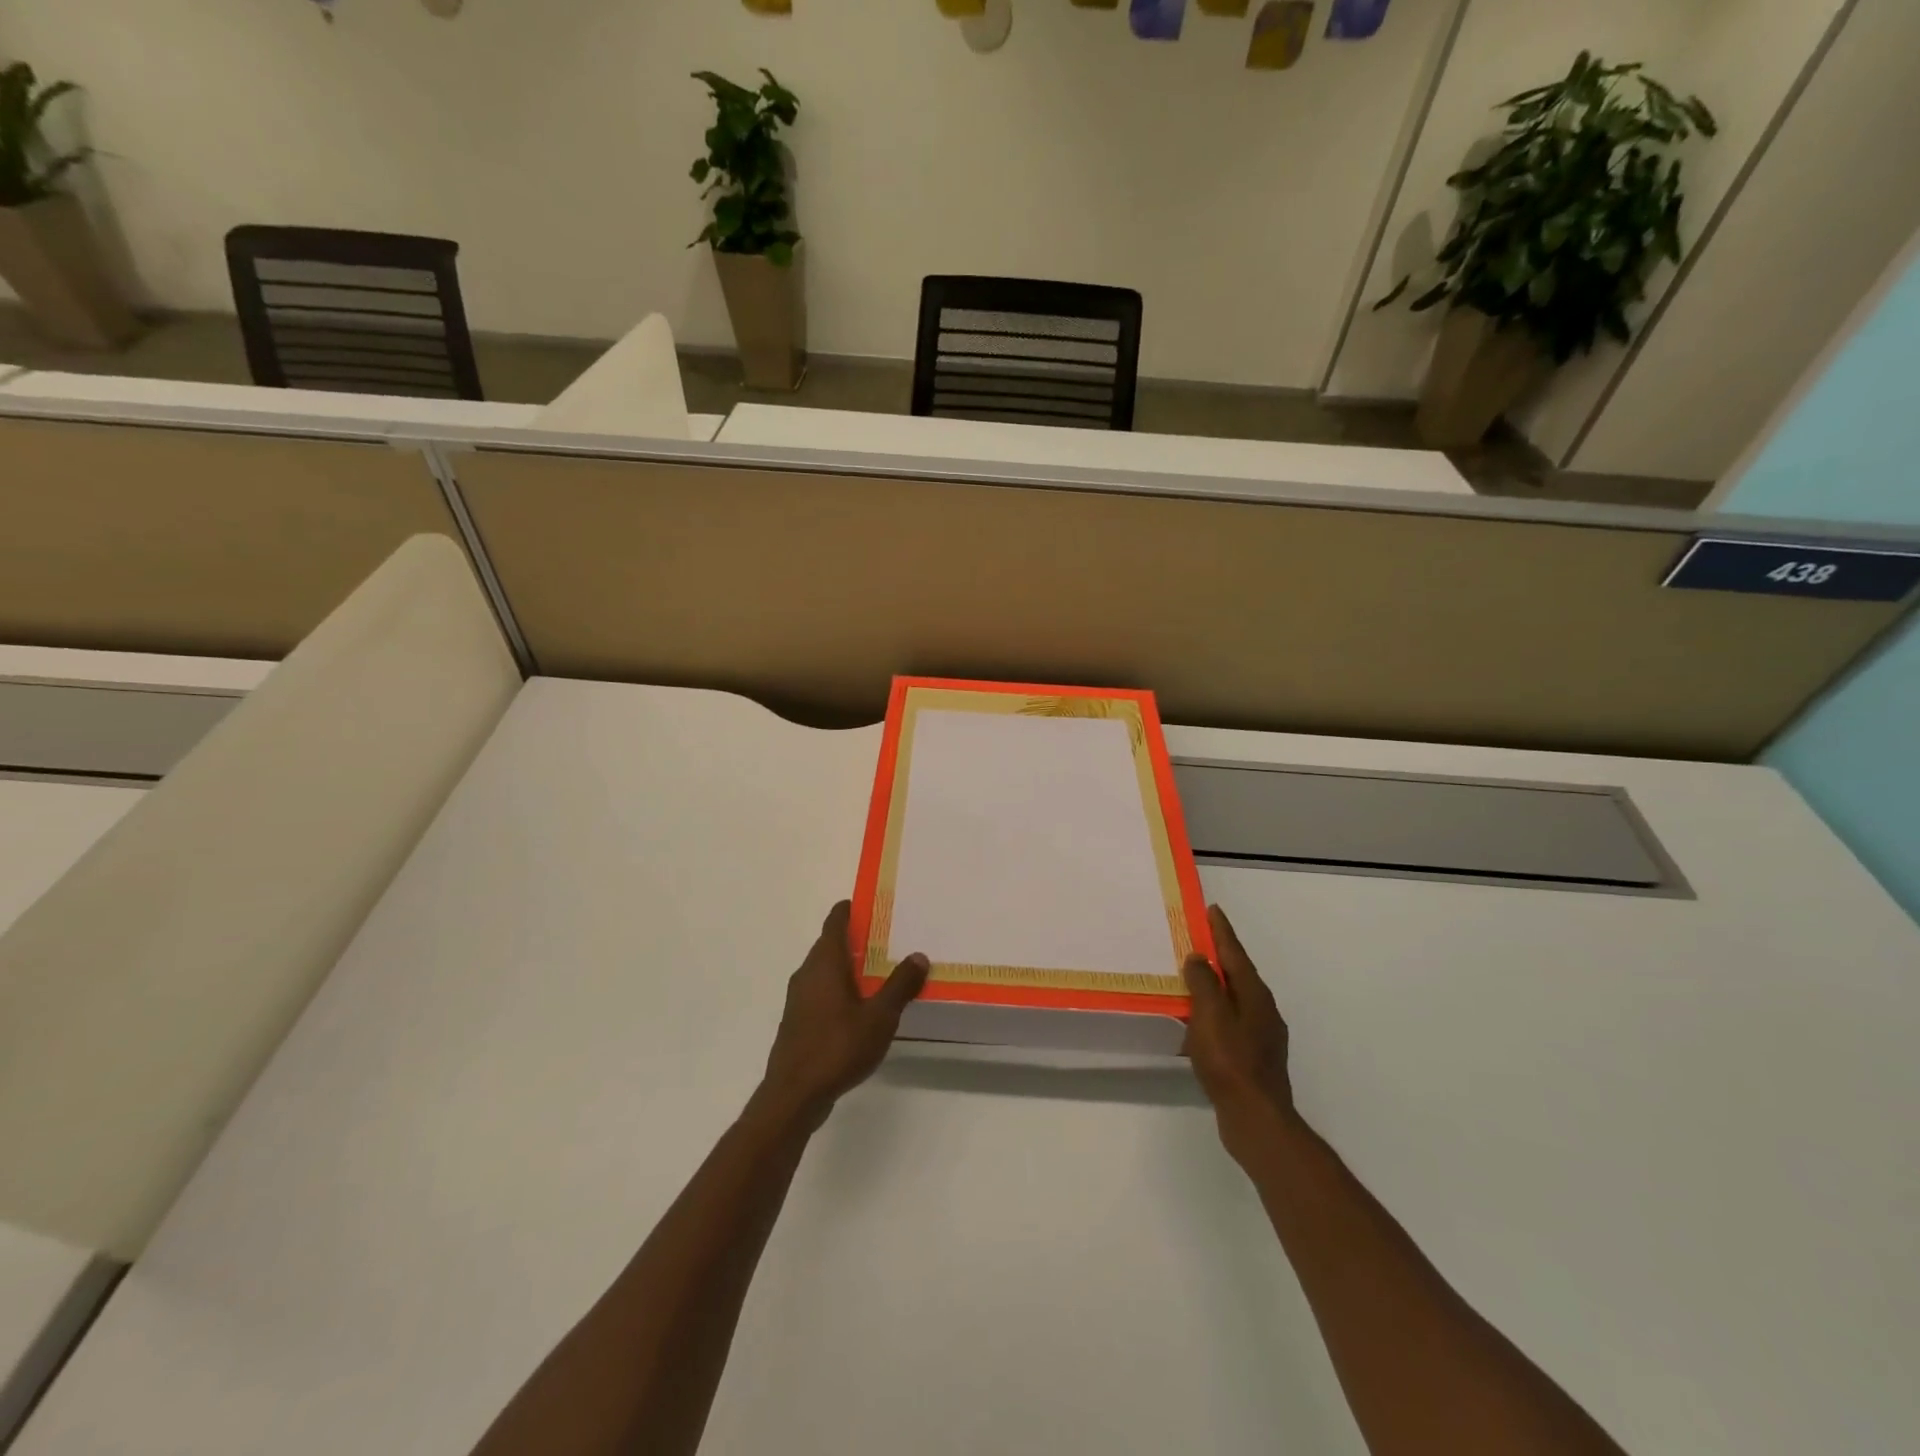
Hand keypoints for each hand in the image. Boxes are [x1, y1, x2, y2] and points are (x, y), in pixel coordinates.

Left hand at [760, 901, 928, 1125]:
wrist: (794, 1095)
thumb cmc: (837, 1047)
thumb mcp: (879, 1017)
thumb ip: (900, 985)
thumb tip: (918, 956)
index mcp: (825, 963)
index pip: (835, 922)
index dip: (851, 910)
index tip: (870, 904)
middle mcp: (807, 973)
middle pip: (830, 945)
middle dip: (856, 939)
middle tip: (887, 937)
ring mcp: (799, 999)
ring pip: (825, 970)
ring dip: (848, 966)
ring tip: (879, 971)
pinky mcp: (798, 1022)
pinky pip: (822, 992)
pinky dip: (840, 989)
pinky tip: (861, 1006)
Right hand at [1182, 905, 1294, 1162]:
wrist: (1256, 1118)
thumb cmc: (1230, 1061)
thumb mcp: (1210, 1015)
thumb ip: (1203, 983)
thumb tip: (1199, 958)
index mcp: (1255, 995)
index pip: (1235, 954)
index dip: (1222, 932)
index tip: (1212, 910)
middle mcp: (1264, 1010)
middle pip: (1239, 974)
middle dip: (1221, 956)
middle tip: (1199, 939)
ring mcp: (1262, 1035)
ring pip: (1236, 999)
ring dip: (1217, 985)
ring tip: (1194, 977)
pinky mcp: (1255, 1057)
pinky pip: (1232, 1022)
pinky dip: (1216, 1012)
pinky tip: (1201, 1023)